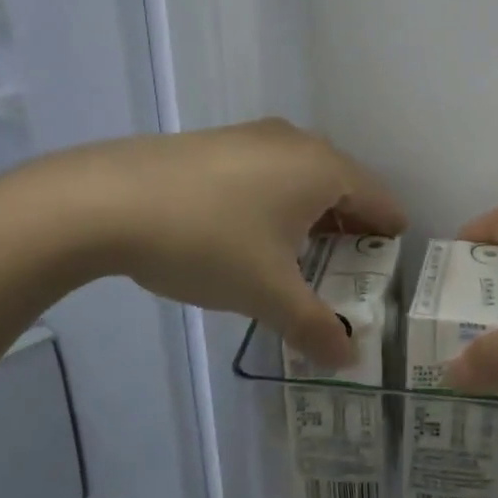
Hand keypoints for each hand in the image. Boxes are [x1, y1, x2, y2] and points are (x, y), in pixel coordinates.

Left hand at [2, 120, 405, 365]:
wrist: (106, 201)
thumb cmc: (208, 241)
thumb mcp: (266, 293)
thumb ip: (314, 327)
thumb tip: (347, 360)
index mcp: (324, 169)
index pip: (379, 198)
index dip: (390, 231)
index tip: (392, 260)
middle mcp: (296, 142)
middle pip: (343, 186)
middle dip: (350, 227)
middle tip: (350, 268)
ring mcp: (253, 136)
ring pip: (301, 177)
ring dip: (311, 214)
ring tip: (302, 255)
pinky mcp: (216, 142)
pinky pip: (267, 172)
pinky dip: (276, 201)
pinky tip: (251, 232)